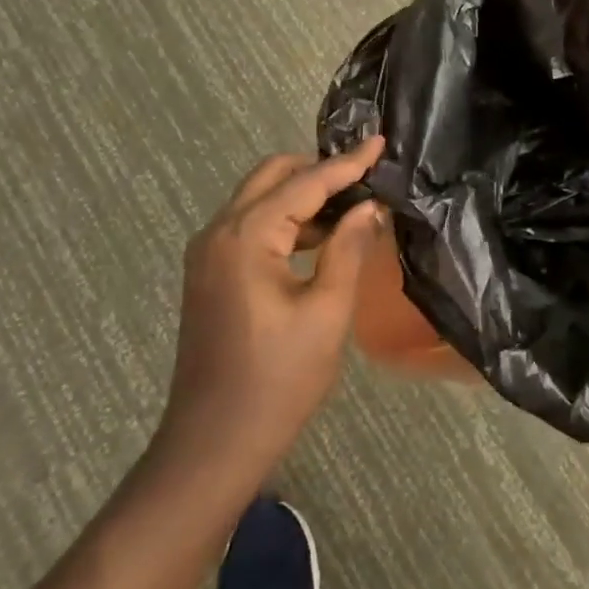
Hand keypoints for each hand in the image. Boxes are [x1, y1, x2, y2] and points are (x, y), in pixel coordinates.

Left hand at [156, 136, 386, 484]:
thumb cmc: (277, 380)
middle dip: (319, 170)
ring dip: (303, 197)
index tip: (381, 142)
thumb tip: (370, 207)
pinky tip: (321, 239)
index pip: (305, 183)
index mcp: (245, 236)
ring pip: (259, 200)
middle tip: (366, 175)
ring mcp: (208, 254)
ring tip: (353, 206)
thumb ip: (349, 249)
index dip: (347, 163)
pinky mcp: (210, 275)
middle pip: (272, 177)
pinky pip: (251, 227)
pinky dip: (286, 222)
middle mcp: (218, 232)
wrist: (212, 445)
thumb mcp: (327, 312)